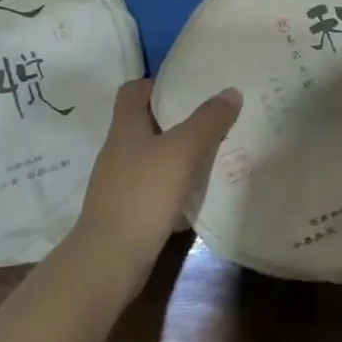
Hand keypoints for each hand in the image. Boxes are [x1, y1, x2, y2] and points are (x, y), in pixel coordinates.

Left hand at [72, 80, 241, 277]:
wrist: (110, 258)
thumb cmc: (144, 193)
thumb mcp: (183, 150)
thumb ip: (208, 120)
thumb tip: (230, 91)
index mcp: (125, 127)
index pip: (133, 91)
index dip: (157, 84)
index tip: (188, 87)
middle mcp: (118, 150)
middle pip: (146, 123)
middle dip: (177, 120)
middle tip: (211, 119)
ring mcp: (119, 183)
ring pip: (152, 157)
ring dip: (178, 155)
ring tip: (212, 155)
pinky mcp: (127, 211)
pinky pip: (154, 189)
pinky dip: (174, 188)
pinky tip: (197, 196)